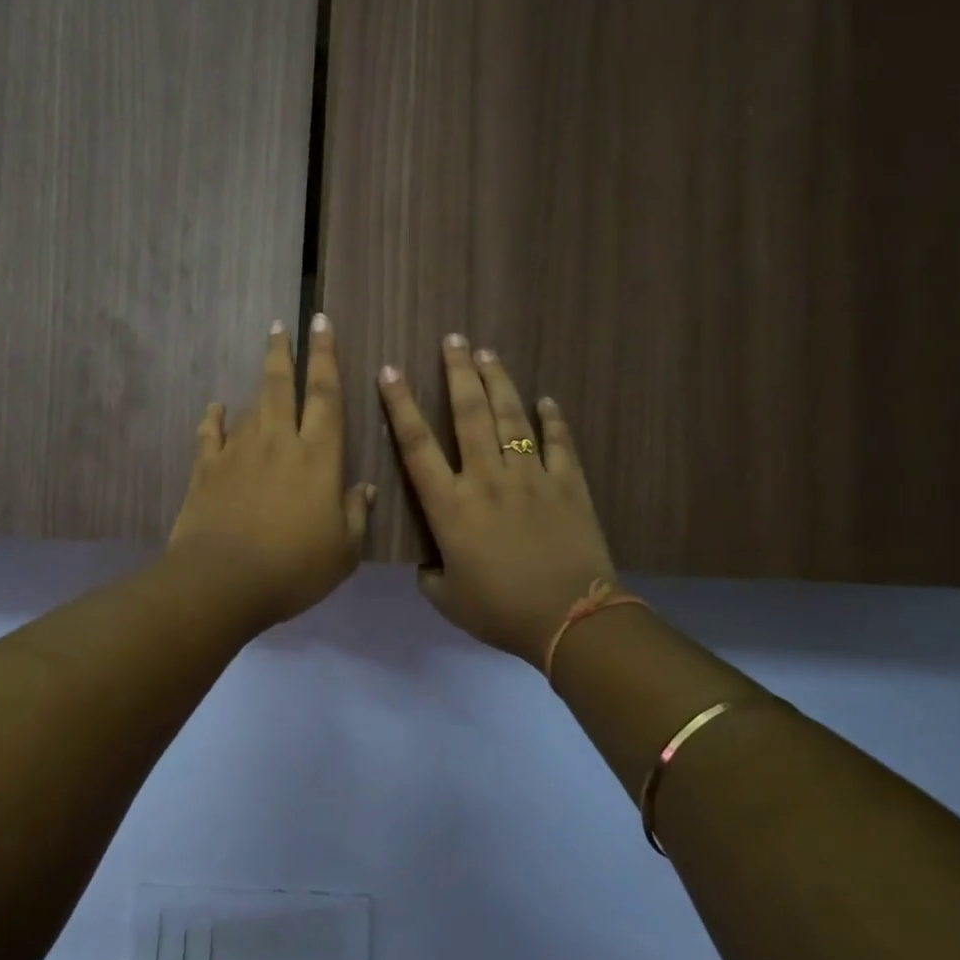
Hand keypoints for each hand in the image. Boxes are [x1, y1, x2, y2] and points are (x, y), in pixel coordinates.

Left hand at [167, 315, 373, 628]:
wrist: (222, 582)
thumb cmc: (293, 568)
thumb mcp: (343, 551)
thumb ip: (355, 514)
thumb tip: (364, 488)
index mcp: (318, 457)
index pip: (326, 395)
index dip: (326, 357)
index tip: (322, 323)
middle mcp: (278, 443)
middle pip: (281, 386)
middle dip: (283, 352)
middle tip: (280, 324)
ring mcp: (238, 453)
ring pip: (250, 407)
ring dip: (258, 385)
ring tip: (263, 369)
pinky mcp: (206, 470)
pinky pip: (210, 434)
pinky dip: (213, 418)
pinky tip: (215, 408)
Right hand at [378, 335, 616, 667]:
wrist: (569, 619)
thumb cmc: (500, 610)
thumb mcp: (446, 599)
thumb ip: (430, 573)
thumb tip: (431, 560)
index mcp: (450, 506)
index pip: (417, 445)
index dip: (400, 405)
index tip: (390, 372)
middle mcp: (486, 479)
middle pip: (468, 414)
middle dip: (458, 373)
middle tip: (453, 340)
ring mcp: (530, 477)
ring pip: (510, 418)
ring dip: (498, 382)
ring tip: (488, 354)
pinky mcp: (567, 483)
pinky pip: (558, 442)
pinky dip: (552, 419)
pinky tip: (547, 400)